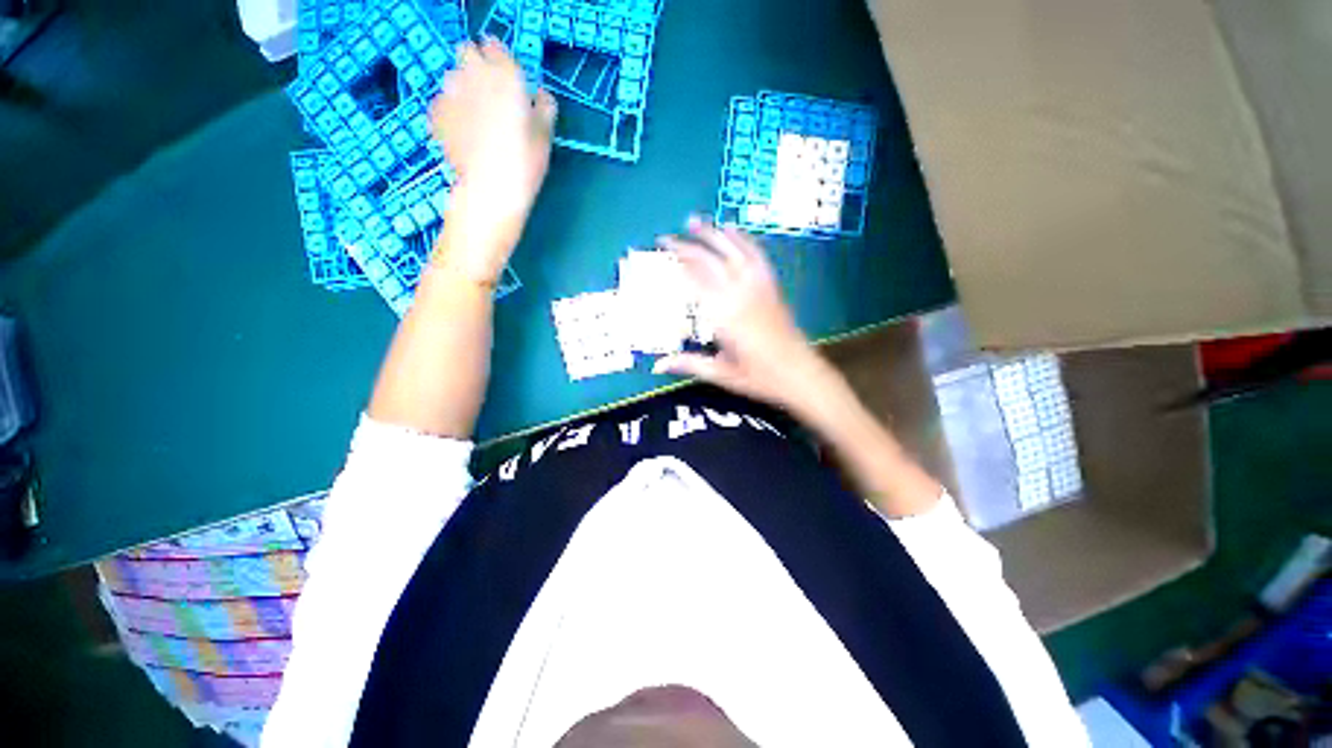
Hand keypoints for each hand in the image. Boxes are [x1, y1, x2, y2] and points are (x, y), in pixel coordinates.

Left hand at [430, 39, 556, 279]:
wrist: (490, 190)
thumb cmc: (525, 163)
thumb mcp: (545, 137)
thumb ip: (544, 108)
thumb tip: (541, 95)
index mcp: (504, 76)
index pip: (495, 47)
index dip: (499, 57)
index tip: (505, 72)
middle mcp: (473, 75)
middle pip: (467, 52)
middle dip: (476, 65)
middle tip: (488, 93)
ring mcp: (450, 93)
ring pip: (453, 77)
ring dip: (463, 87)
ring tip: (474, 116)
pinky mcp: (436, 114)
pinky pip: (442, 102)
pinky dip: (451, 110)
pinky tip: (462, 132)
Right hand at [653, 219, 834, 414]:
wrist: (800, 374)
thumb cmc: (759, 377)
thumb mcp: (721, 373)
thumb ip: (689, 364)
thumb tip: (657, 365)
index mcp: (724, 316)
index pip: (693, 282)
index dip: (674, 265)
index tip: (658, 255)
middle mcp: (739, 294)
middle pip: (709, 262)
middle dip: (685, 246)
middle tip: (664, 237)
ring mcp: (758, 287)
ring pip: (732, 252)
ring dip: (712, 234)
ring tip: (693, 220)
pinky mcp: (771, 287)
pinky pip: (756, 256)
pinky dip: (743, 240)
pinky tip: (732, 229)